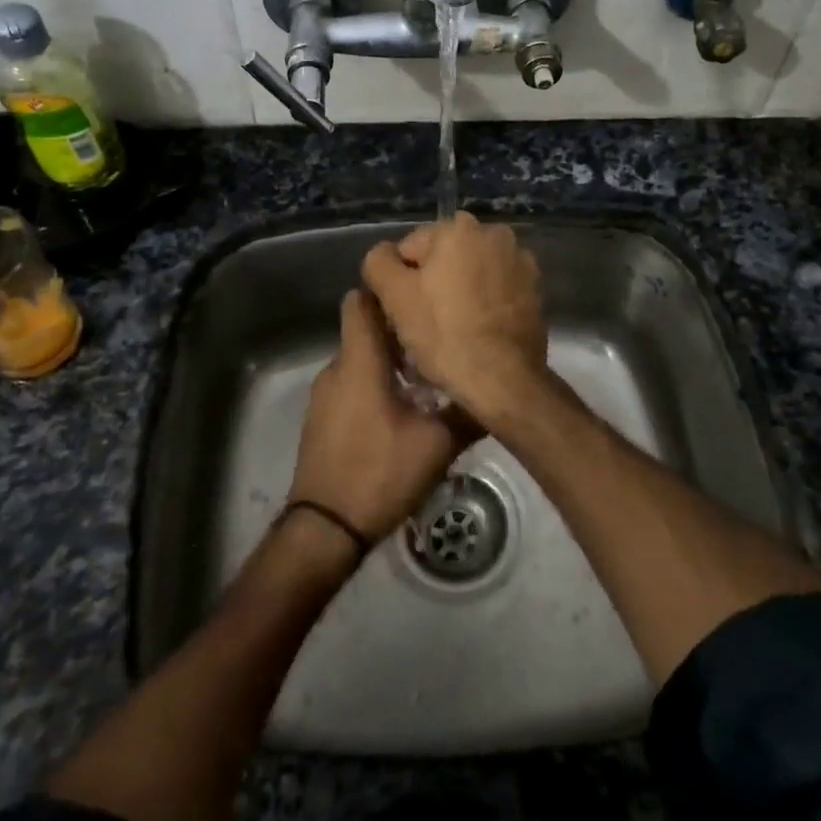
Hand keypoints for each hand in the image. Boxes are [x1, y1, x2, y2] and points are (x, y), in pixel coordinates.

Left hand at [288, 289, 480, 544]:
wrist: (325, 530)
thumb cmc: (380, 473)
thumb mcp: (437, 444)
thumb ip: (467, 412)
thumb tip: (497, 390)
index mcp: (360, 361)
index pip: (361, 301)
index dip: (386, 290)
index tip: (418, 293)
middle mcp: (337, 369)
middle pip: (365, 330)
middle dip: (399, 330)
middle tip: (438, 339)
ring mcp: (325, 395)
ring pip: (360, 360)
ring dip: (389, 362)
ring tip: (428, 377)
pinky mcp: (323, 419)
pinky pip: (351, 385)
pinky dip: (374, 385)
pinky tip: (402, 410)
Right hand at [360, 213, 547, 426]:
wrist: (503, 379)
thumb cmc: (444, 334)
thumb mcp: (394, 296)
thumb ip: (379, 262)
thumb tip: (385, 255)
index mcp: (458, 227)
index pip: (409, 249)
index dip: (399, 282)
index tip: (401, 312)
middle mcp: (494, 233)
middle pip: (444, 258)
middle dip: (432, 283)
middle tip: (424, 323)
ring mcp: (519, 260)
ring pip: (471, 273)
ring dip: (460, 291)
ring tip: (452, 330)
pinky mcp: (535, 288)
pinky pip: (496, 289)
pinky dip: (485, 302)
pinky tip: (478, 330)